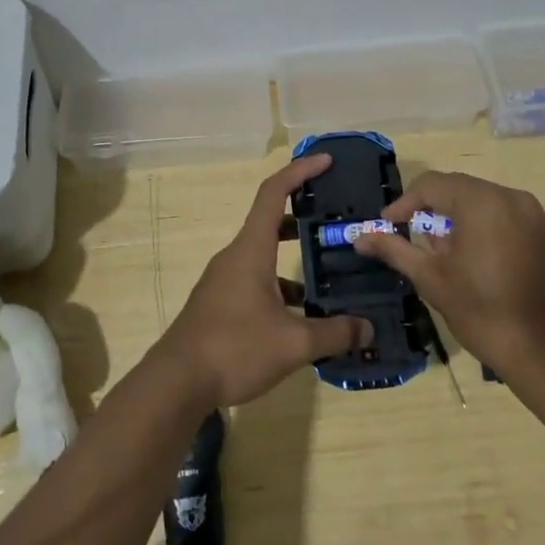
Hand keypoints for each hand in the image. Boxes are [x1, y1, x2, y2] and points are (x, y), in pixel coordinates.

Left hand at [157, 154, 372, 407]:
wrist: (176, 383)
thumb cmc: (233, 349)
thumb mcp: (293, 344)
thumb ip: (334, 333)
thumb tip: (369, 330)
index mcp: (251, 249)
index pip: (274, 192)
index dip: (300, 171)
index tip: (326, 161)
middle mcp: (236, 256)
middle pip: (271, 221)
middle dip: (304, 215)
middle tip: (336, 220)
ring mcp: (224, 280)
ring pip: (265, 255)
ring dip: (294, 257)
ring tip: (330, 270)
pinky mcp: (220, 303)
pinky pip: (256, 280)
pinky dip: (281, 286)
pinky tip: (303, 314)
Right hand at [351, 171, 544, 384]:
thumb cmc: (483, 313)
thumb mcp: (431, 278)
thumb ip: (394, 249)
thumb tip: (360, 237)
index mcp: (483, 202)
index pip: (432, 184)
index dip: (404, 203)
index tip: (387, 226)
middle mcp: (512, 197)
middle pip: (459, 189)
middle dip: (431, 210)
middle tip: (412, 239)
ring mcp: (535, 215)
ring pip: (482, 201)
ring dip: (457, 218)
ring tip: (442, 253)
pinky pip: (505, 215)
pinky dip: (483, 226)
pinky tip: (474, 259)